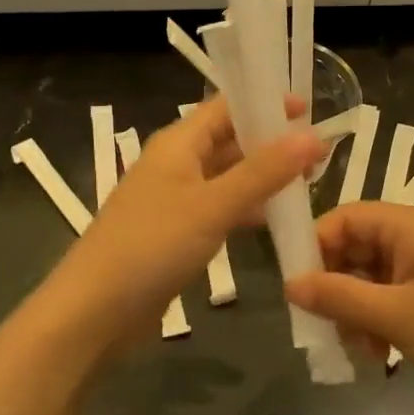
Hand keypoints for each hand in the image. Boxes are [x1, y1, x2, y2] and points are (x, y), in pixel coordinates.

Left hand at [46, 96, 320, 352]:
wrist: (95, 311)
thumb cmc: (152, 245)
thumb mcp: (213, 205)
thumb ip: (264, 172)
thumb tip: (313, 136)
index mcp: (178, 143)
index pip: (226, 107)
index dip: (264, 104)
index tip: (309, 110)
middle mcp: (176, 163)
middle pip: (229, 140)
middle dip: (270, 143)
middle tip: (318, 152)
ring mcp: (175, 199)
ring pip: (227, 176)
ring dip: (262, 177)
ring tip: (307, 183)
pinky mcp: (177, 232)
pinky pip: (219, 208)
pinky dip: (246, 208)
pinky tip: (275, 219)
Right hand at [286, 203, 413, 412]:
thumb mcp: (394, 317)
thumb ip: (338, 296)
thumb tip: (289, 284)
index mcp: (409, 224)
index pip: (346, 217)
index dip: (317, 246)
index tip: (297, 286)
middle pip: (358, 246)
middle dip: (337, 286)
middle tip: (324, 326)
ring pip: (373, 274)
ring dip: (357, 308)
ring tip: (358, 349)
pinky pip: (394, 292)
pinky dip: (380, 317)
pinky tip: (380, 354)